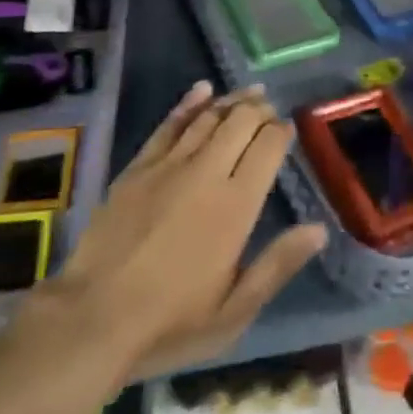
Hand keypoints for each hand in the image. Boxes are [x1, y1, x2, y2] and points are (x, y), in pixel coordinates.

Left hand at [42, 82, 325, 378]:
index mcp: (236, 205)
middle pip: (241, 122)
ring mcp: (170, 164)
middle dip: (260, 110)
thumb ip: (277, 266)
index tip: (288, 130)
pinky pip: (170, 123)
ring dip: (232, 101)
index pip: (268, 148)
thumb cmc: (170, 323)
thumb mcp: (233, 312)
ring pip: (209, 116)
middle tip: (270, 109)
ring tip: (249, 93)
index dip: (281, 132)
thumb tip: (319, 230)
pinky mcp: (140, 165)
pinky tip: (203, 90)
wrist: (93, 317)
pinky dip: (190, 103)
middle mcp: (208, 172)